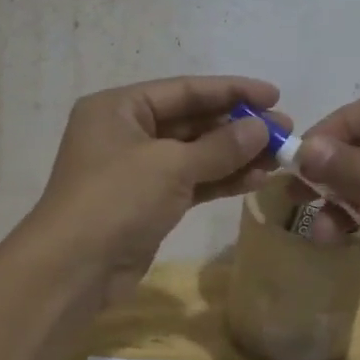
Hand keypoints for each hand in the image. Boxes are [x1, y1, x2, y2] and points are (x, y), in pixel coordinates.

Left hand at [24, 75, 283, 304]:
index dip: (231, 90)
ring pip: (194, 154)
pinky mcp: (147, 203)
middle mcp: (125, 132)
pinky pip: (190, 182)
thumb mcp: (170, 166)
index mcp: (119, 107)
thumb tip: (262, 127)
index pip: (184, 90)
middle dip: (237, 126)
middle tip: (285, 130)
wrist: (73, 269)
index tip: (275, 94)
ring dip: (235, 155)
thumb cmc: (115, 200)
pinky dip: (220, 180)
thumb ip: (219, 146)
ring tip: (280, 156)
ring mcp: (136, 169)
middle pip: (190, 120)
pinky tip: (256, 179)